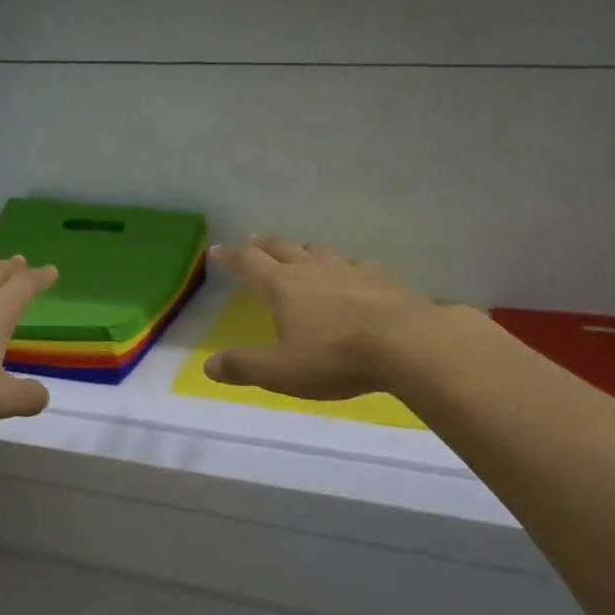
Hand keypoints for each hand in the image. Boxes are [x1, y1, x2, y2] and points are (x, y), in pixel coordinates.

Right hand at [204, 237, 441, 399]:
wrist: (407, 345)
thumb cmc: (335, 358)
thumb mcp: (280, 371)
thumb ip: (243, 367)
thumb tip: (208, 366)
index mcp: (283, 286)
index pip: (249, 263)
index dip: (230, 256)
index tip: (216, 250)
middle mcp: (312, 270)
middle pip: (282, 248)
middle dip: (263, 246)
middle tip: (253, 243)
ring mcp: (349, 270)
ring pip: (319, 251)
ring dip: (303, 251)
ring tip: (300, 255)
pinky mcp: (381, 279)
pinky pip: (357, 265)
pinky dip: (346, 268)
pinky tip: (353, 276)